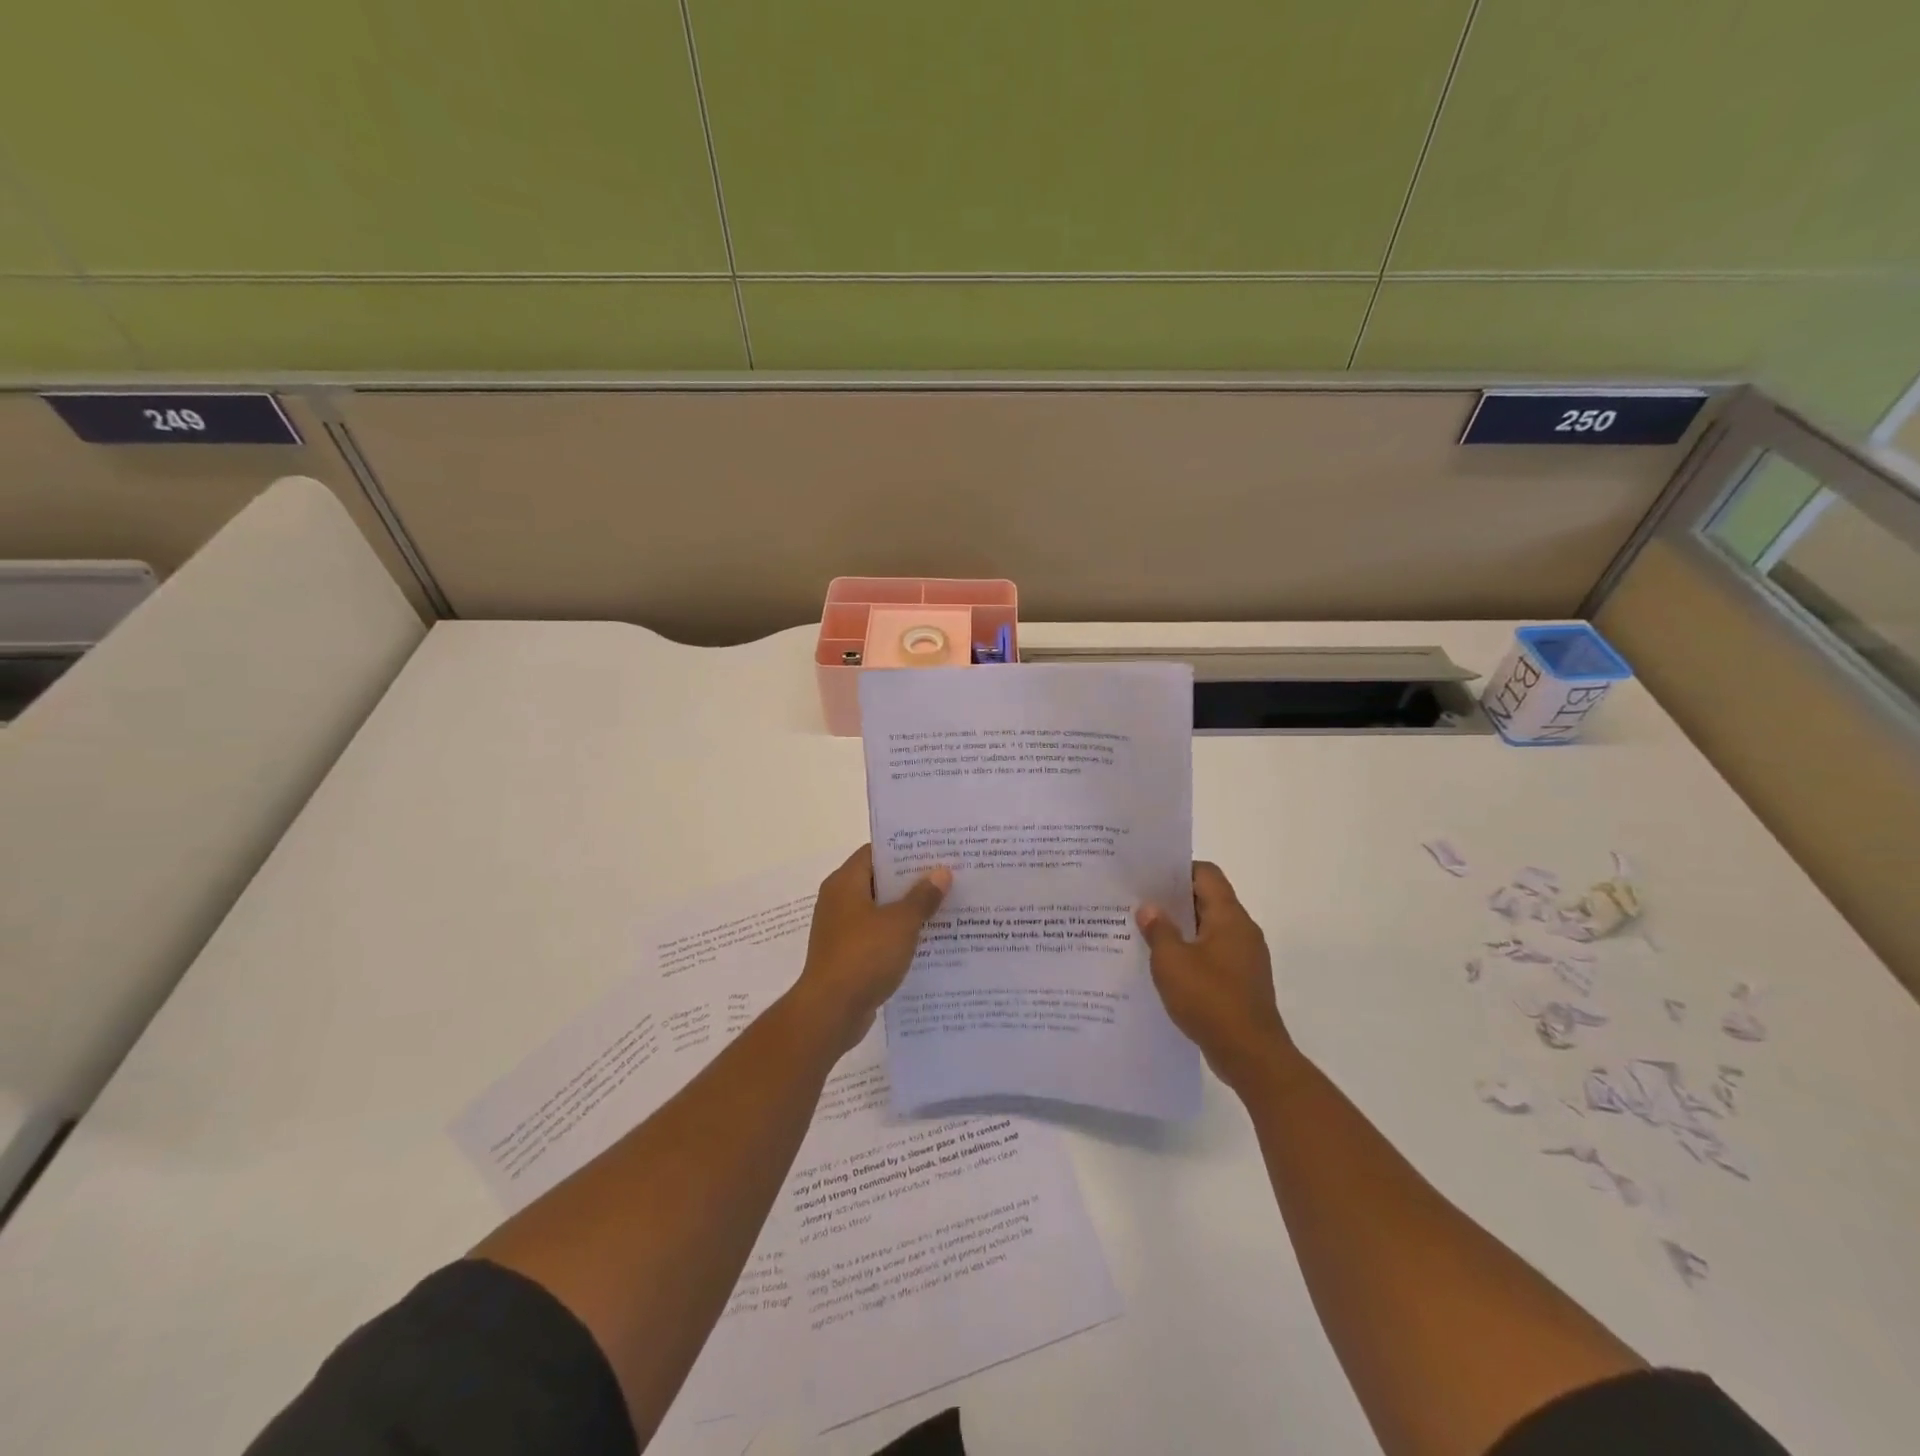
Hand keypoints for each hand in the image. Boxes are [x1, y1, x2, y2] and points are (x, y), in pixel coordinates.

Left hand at [793, 845, 950, 1053]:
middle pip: (879, 881)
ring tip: (945, 907)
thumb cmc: (864, 956)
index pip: (875, 852)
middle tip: (948, 877)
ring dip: (908, 911)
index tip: (935, 850)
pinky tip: (928, 942)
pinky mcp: (848, 956)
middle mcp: (839, 901)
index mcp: (845, 883)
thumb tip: (941, 872)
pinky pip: (878, 937)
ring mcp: (841, 930)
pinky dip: (898, 936)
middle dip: (912, 881)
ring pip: (880, 911)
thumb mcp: (900, 923)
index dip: (904, 849)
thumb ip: (922, 897)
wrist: (830, 1012)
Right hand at [1137, 862, 1294, 1091]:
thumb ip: (1158, 930)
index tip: (1148, 877)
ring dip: (1181, 930)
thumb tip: (1149, 908)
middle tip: (1138, 903)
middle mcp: (1242, 931)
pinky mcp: (1242, 982)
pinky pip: (1213, 955)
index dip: (1178, 869)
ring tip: (1145, 934)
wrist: (1252, 1056)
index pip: (1206, 874)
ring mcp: (1245, 958)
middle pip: (1208, 900)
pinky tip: (1166, 968)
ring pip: (1209, 929)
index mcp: (1229, 917)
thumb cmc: (1210, 1000)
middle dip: (1174, 900)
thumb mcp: (1172, 962)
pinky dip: (1191, 954)